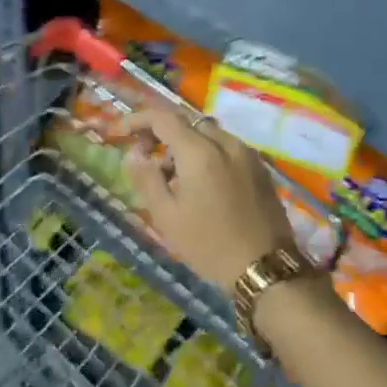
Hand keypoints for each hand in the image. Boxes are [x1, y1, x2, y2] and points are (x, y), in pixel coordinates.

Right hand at [121, 105, 296, 290]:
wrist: (266, 269)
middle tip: (144, 154)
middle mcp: (225, 142)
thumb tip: (134, 153)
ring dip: (184, 144)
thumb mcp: (167, 216)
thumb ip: (146, 178)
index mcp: (200, 151)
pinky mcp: (259, 167)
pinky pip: (225, 146)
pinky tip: (200, 183)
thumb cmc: (210, 245)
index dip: (137, 120)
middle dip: (161, 131)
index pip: (163, 117)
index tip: (120, 133)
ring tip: (171, 176)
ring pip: (207, 133)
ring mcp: (246, 153)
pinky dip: (206, 153)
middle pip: (186, 122)